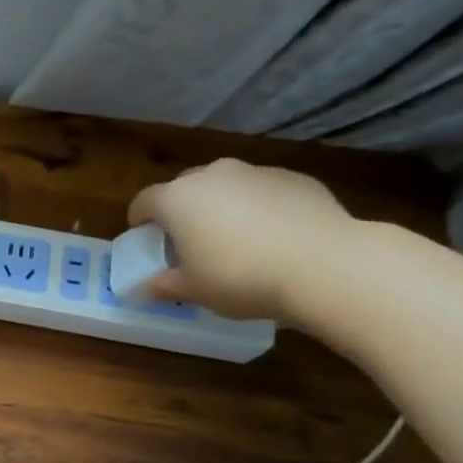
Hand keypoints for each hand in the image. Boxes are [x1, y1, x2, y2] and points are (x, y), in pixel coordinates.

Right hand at [127, 159, 357, 321]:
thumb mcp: (193, 290)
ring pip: (227, 186)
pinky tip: (273, 238)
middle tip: (188, 241)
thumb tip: (146, 288)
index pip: (144, 201)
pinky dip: (259, 208)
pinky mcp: (295, 178)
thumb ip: (164, 285)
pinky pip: (263, 192)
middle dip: (181, 210)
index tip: (144, 238)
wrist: (323, 264)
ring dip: (222, 207)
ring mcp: (256, 172)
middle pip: (185, 187)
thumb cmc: (239, 277)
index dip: (139, 220)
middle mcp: (213, 174)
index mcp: (178, 199)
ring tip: (235, 240)